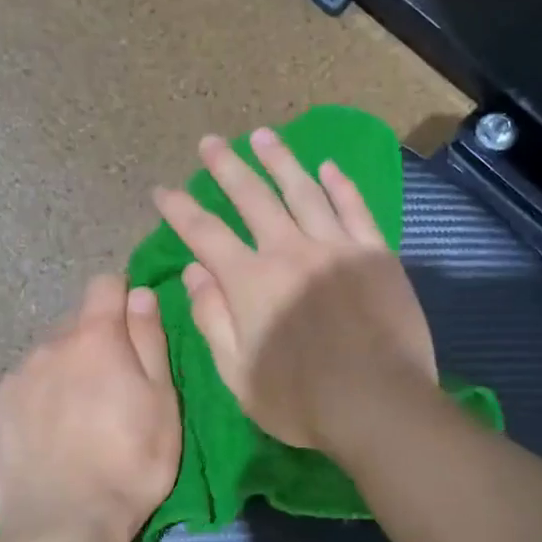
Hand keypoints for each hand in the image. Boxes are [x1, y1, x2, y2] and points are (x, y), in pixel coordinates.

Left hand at [0, 275, 180, 541]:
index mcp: (94, 339)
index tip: (135, 329)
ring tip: (78, 421)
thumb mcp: (162, 402)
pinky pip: (21, 392)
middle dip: (95, 344)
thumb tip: (141, 293)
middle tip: (113, 390)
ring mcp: (14, 381)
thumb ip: (150, 340)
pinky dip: (36, 403)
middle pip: (75, 326)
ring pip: (46, 359)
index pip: (105, 286)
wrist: (63, 527)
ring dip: (64, 373)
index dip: (123, 299)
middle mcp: (48, 347)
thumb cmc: (130, 464)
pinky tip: (47, 440)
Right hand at [152, 128, 436, 449]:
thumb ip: (212, 320)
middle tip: (209, 142)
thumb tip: (194, 272)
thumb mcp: (237, 374)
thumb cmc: (300, 402)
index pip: (204, 233)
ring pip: (303, 190)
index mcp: (250, 282)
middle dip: (226, 167)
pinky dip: (339, 185)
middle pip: (251, 197)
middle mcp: (289, 251)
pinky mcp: (375, 254)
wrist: (379, 406)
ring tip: (262, 136)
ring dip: (280, 160)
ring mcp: (336, 247)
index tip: (162, 190)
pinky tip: (328, 167)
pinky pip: (354, 208)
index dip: (180, 209)